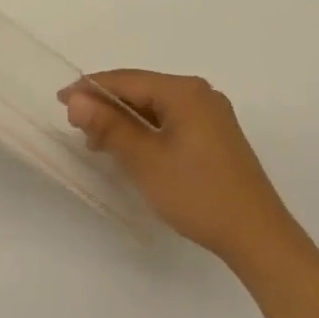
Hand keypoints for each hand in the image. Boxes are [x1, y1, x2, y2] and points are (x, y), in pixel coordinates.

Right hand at [64, 70, 295, 266]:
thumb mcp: (145, 160)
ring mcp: (211, 115)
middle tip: (77, 126)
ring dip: (125, 120)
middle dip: (107, 105)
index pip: (126, 80)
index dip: (90, 88)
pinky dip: (146, 130)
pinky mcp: (215, 136)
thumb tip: (75, 100)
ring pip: (155, 107)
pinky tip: (130, 149)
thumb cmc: (198, 194)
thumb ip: (109, 126)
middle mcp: (200, 94)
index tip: (60, 101)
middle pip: (141, 90)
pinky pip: (170, 121)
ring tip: (97, 142)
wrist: (258, 238)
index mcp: (185, 91)